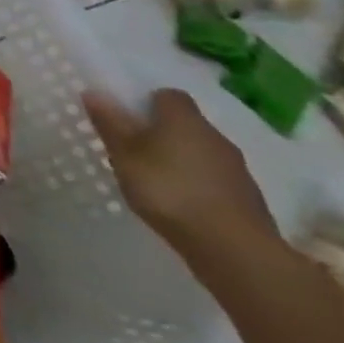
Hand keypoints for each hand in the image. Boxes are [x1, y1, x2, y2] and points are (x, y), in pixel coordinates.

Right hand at [83, 87, 279, 264]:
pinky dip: (199, 185)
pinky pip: (215, 180)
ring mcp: (237, 169)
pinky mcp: (249, 200)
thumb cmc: (169, 190)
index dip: (147, 102)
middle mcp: (215, 136)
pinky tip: (183, 205)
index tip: (128, 118)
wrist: (235, 250)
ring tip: (157, 181)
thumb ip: (110, 123)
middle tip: (135, 150)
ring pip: (201, 153)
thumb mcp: (125, 155)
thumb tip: (94, 91)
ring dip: (182, 160)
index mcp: (184, 118)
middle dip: (163, 132)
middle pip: (186, 124)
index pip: (167, 95)